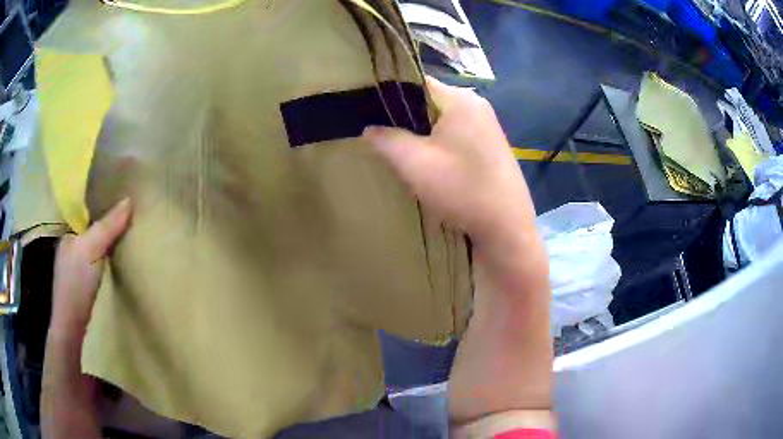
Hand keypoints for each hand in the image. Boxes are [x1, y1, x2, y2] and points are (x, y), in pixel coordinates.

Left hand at [43, 199, 131, 438]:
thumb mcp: (89, 250)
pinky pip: (108, 266)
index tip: (127, 191)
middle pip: (98, 228)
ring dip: (118, 242)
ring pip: (104, 248)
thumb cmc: (76, 285)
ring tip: (140, 231)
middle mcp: (76, 248)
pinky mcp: (95, 288)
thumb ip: (107, 226)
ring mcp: (85, 271)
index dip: (105, 199)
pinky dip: (118, 261)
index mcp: (70, 234)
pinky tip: (132, 259)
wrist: (75, 333)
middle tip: (138, 210)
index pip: (89, 209)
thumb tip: (130, 199)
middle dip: (115, 220)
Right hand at [362, 77, 536, 248]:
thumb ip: (386, 139)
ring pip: (443, 121)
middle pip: (430, 101)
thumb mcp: (413, 163)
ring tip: (403, 153)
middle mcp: (477, 105)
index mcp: (461, 100)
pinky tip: (431, 164)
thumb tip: (370, 128)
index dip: (390, 94)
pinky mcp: (491, 146)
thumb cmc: (461, 188)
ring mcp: (487, 126)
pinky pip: (457, 135)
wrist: (506, 227)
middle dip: (405, 118)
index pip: (417, 82)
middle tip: (383, 137)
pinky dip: (439, 144)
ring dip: (422, 134)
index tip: (370, 112)